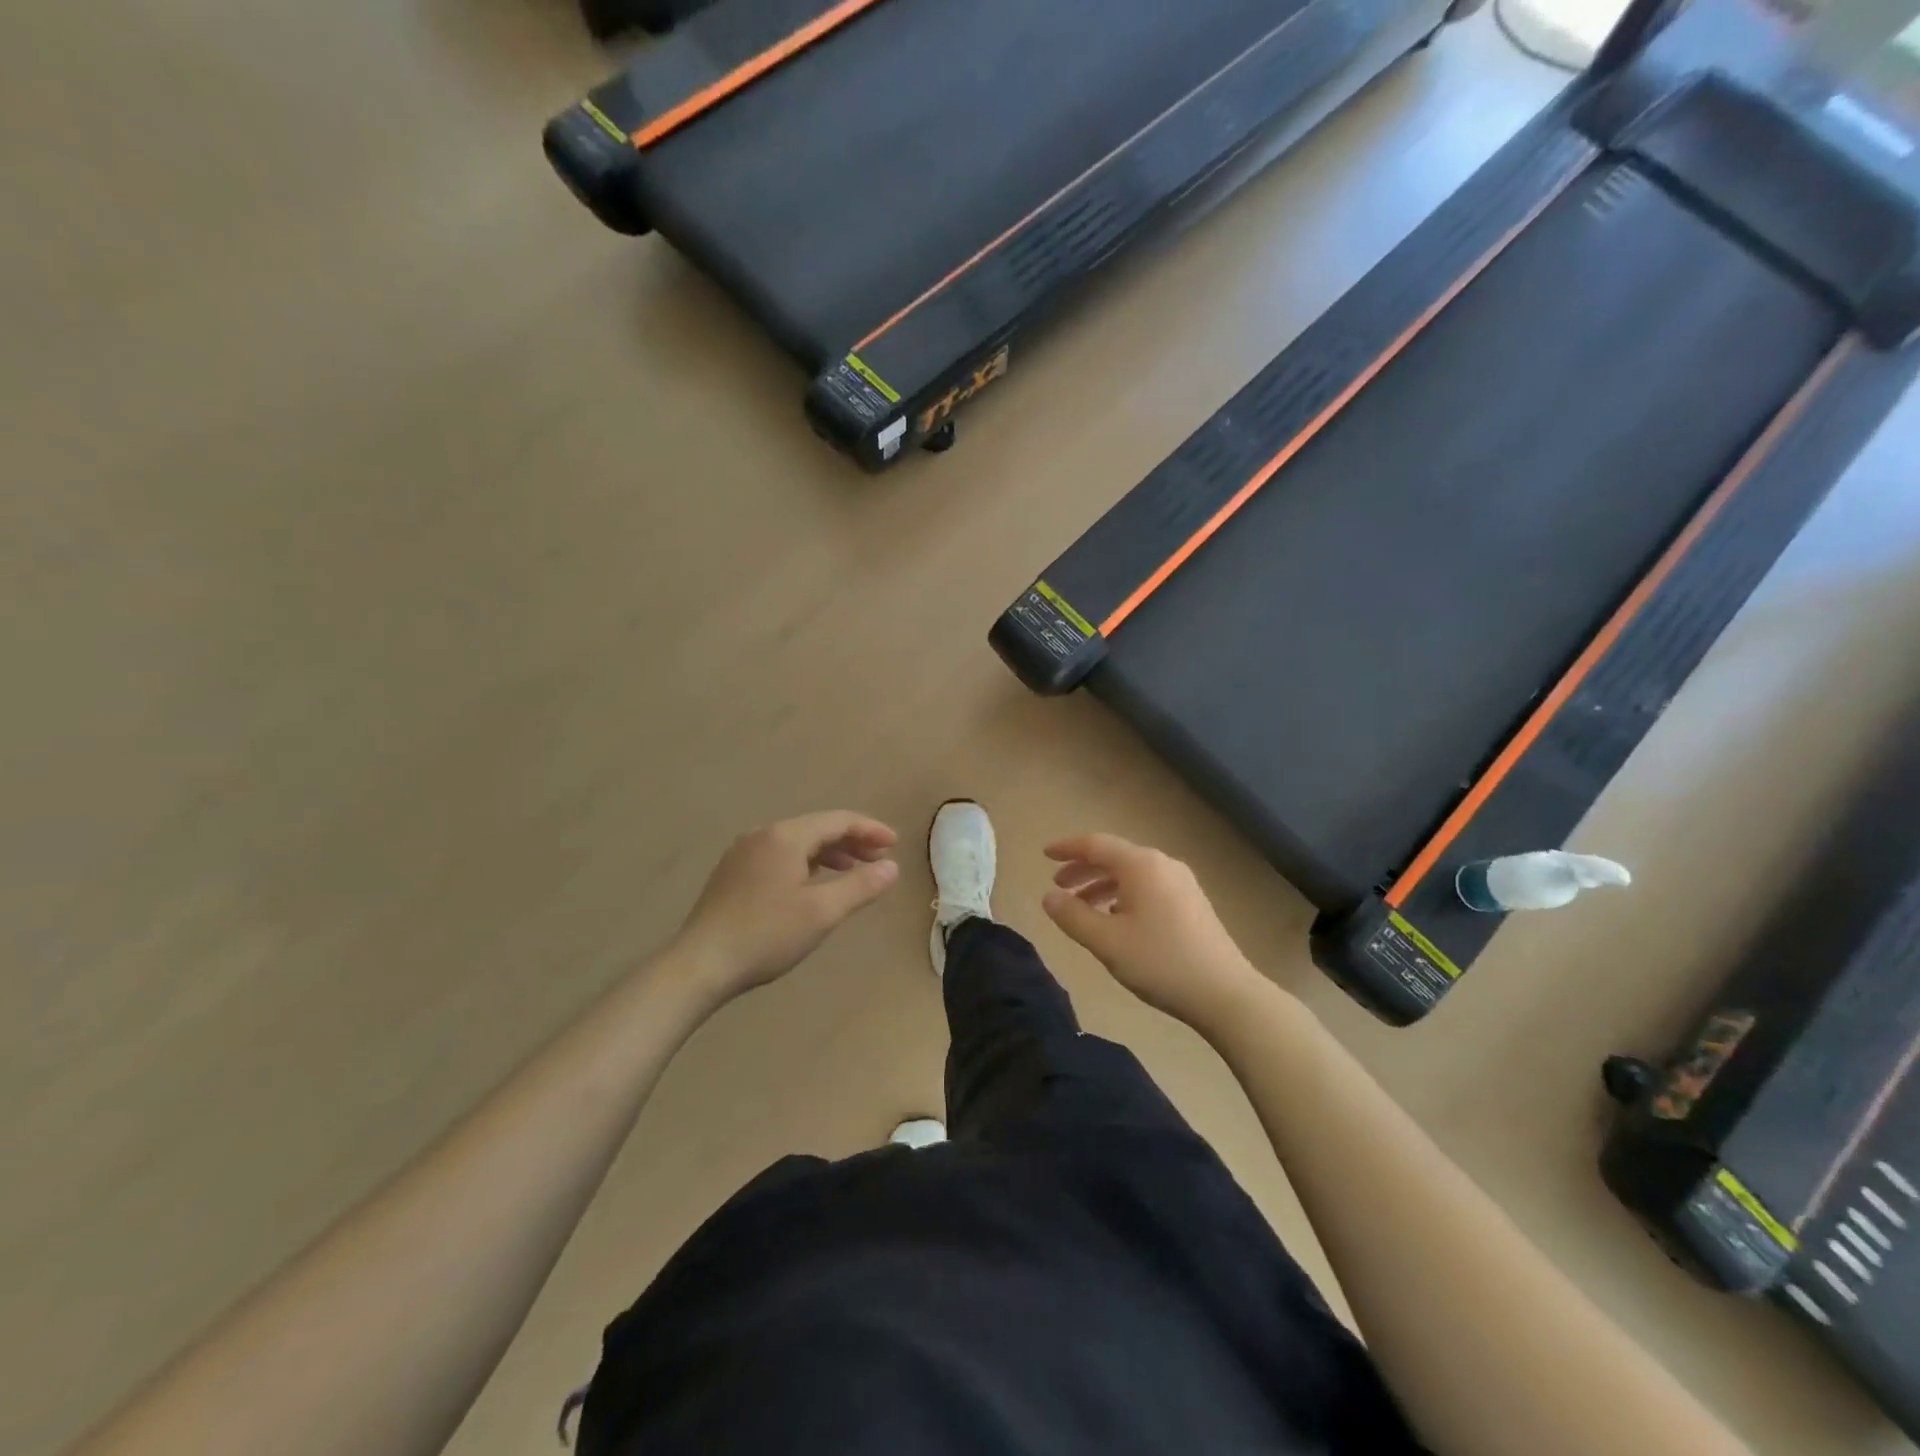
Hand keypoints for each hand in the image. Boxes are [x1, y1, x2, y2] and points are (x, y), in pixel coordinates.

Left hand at [672, 812, 899, 1002]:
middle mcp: (762, 835)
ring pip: (796, 843)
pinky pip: (779, 856)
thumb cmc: (766, 935)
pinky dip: (805, 863)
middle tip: (879, 859)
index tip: (895, 844)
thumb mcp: (822, 912)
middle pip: (816, 828)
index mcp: (785, 837)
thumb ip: (861, 886)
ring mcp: (742, 853)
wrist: (700, 964)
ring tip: (852, 871)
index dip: (869, 830)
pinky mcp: (732, 873)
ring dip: (829, 853)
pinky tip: (812, 883)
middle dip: (851, 841)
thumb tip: (892, 867)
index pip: (837, 820)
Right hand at [1043, 833, 1262, 1030]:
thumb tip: (1048, 897)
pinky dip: (1123, 895)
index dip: (1067, 848)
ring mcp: (1182, 883)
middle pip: (1115, 856)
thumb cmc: (1161, 962)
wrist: (1226, 994)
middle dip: (1083, 868)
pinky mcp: (1192, 903)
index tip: (1044, 854)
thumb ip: (1072, 916)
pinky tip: (1116, 919)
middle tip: (1058, 885)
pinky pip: (1148, 887)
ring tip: (1082, 906)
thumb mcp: (1107, 942)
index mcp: (1141, 865)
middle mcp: (1163, 864)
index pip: (1096, 844)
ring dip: (1102, 885)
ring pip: (1132, 874)